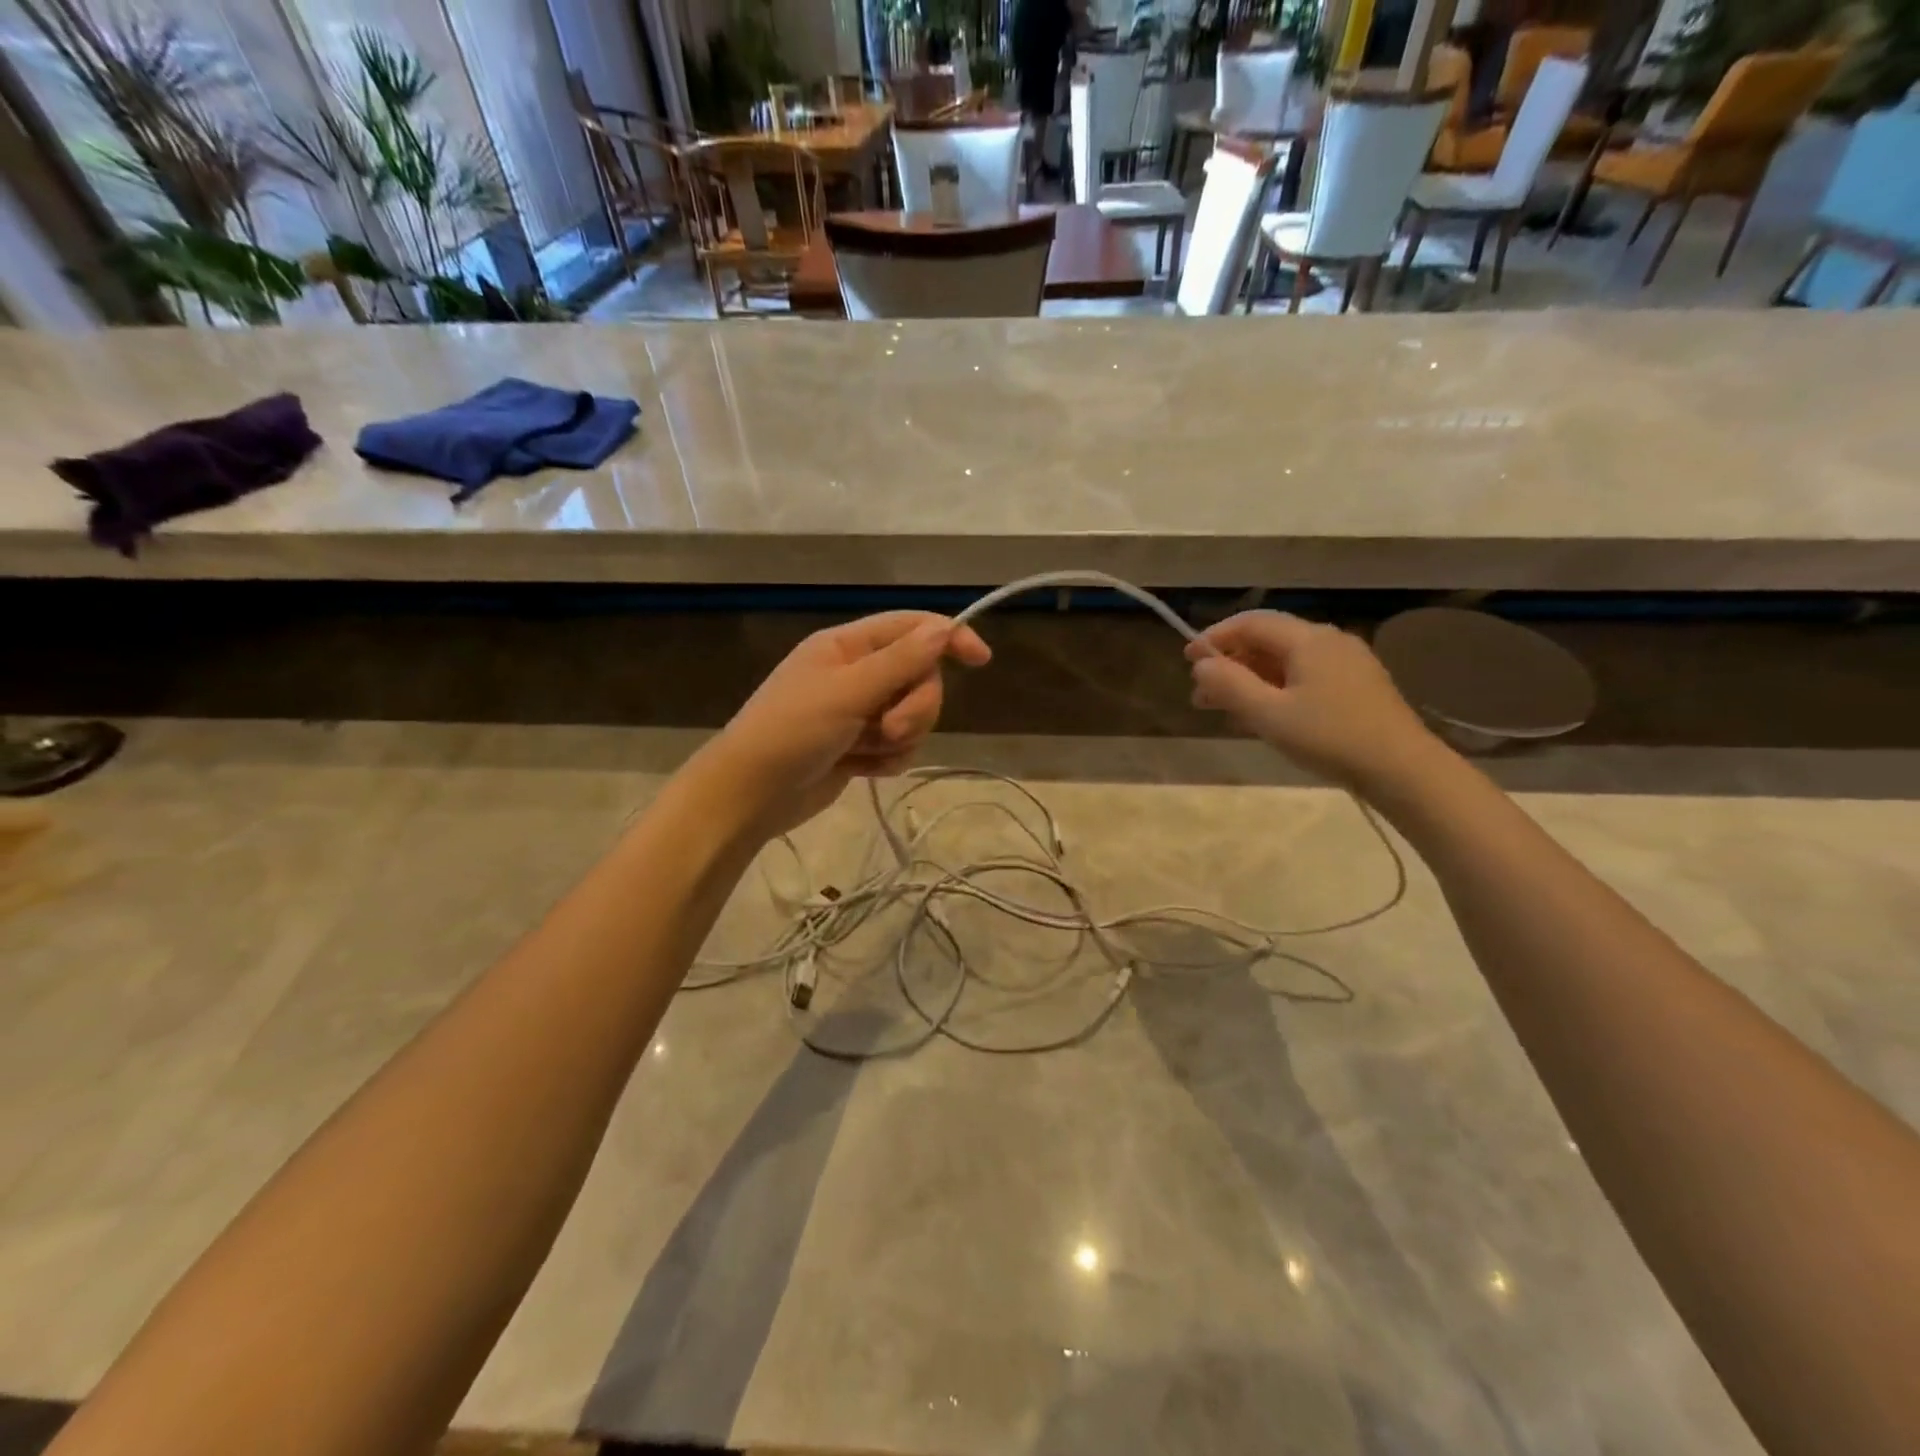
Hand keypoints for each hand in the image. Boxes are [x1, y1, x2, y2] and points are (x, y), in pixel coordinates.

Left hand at [708, 611, 991, 834]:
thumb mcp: (847, 691)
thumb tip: (944, 629)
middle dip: (915, 706)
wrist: (752, 795)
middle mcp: (857, 673)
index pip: (911, 628)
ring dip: (899, 736)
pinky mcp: (861, 746)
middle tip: (889, 728)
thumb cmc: (791, 732)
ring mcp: (860, 712)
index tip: (981, 659)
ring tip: (867, 750)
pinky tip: (863, 770)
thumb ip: (899, 662)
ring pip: (913, 715)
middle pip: (919, 677)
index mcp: (848, 646)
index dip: (948, 637)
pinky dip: (888, 759)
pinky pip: (899, 746)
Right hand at [1186, 611, 1436, 791]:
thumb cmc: (1330, 737)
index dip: (1214, 638)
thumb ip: (1230, 685)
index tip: (1187, 660)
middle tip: (1201, 693)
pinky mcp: (1356, 686)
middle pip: (1268, 640)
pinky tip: (1264, 715)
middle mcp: (1328, 641)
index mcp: (1308, 639)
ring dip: (1250, 679)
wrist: (1402, 769)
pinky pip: (1304, 676)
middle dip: (1230, 663)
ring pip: (1286, 661)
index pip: (1251, 623)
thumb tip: (1202, 664)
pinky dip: (1275, 688)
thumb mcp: (1269, 714)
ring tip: (1225, 709)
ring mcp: (1347, 663)